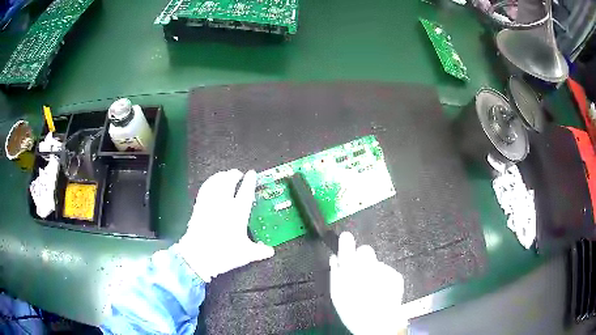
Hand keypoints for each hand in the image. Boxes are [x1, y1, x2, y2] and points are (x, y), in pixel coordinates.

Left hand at [177, 169, 274, 281]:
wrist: (199, 256)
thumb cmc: (224, 254)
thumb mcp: (245, 254)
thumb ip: (259, 251)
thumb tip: (270, 252)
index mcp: (238, 213)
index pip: (245, 192)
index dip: (249, 181)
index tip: (252, 173)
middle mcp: (223, 204)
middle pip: (228, 182)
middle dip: (233, 175)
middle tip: (238, 173)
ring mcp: (209, 204)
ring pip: (215, 183)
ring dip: (220, 176)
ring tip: (224, 175)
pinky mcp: (198, 207)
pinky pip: (204, 190)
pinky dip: (209, 183)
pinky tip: (210, 184)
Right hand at [330, 232, 406, 334]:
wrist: (380, 324)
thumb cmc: (353, 311)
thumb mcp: (337, 295)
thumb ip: (335, 273)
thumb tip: (335, 259)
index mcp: (351, 269)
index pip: (347, 244)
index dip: (346, 241)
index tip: (345, 239)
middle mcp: (369, 265)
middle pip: (365, 250)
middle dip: (361, 258)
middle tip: (359, 272)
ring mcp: (385, 269)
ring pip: (376, 263)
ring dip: (372, 271)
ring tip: (370, 289)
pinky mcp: (396, 275)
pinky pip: (386, 272)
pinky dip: (382, 279)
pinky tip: (380, 292)